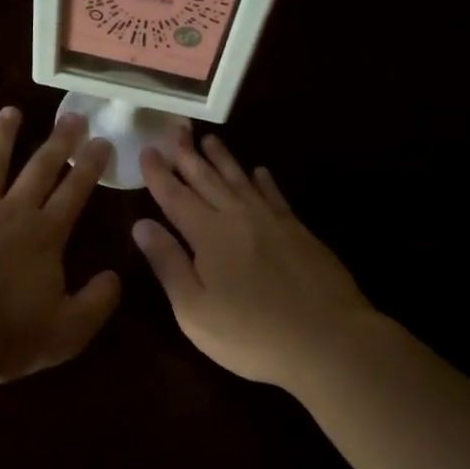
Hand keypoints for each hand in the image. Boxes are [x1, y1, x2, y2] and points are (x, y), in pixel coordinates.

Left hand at [0, 107, 121, 380]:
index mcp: (44, 236)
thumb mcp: (67, 331)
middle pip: (38, 169)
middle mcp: (11, 212)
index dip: (90, 166)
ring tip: (10, 112)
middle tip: (71, 115)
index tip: (102, 140)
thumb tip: (116, 276)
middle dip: (57, 142)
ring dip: (1, 137)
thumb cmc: (6, 336)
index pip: (74, 192)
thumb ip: (96, 303)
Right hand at [132, 132, 376, 390]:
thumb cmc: (251, 334)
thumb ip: (168, 264)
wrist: (328, 340)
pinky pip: (275, 195)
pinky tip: (260, 171)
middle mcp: (238, 217)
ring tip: (209, 139)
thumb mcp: (194, 310)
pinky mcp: (299, 231)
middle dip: (188, 154)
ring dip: (223, 159)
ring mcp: (272, 221)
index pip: (175, 196)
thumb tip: (141, 225)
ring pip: (240, 180)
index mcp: (208, 235)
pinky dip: (264, 181)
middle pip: (207, 179)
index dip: (159, 173)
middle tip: (176, 128)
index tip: (147, 149)